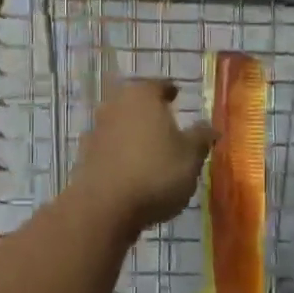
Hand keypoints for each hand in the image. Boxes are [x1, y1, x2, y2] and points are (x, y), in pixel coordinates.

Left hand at [68, 78, 215, 230]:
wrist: (104, 207)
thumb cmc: (156, 172)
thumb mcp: (191, 156)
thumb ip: (201, 137)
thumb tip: (210, 127)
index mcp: (142, 95)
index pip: (158, 85)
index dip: (169, 90)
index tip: (176, 95)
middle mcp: (114, 105)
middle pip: (134, 102)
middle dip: (148, 110)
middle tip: (164, 121)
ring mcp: (95, 130)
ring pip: (118, 124)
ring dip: (131, 132)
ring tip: (148, 148)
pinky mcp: (83, 156)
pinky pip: (107, 148)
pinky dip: (118, 153)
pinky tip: (129, 169)